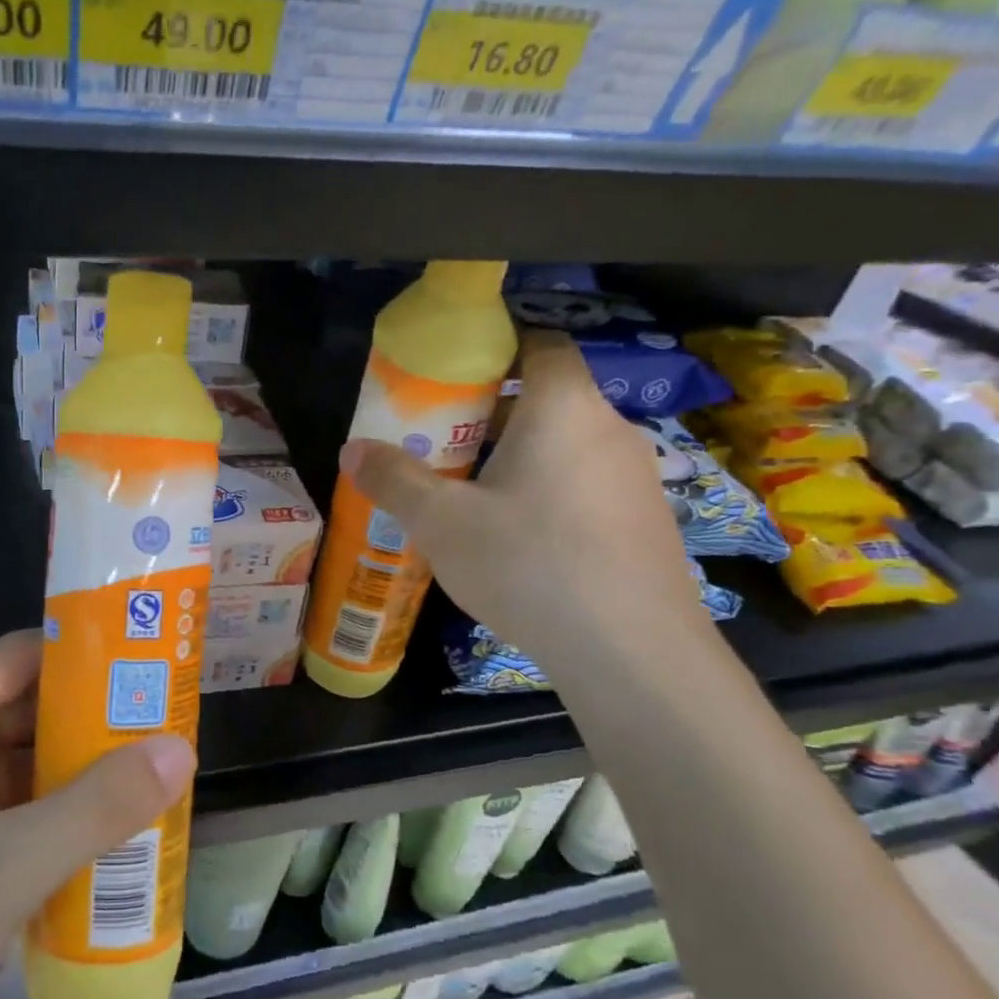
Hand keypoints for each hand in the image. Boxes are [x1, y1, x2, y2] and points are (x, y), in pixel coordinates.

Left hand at [0, 630, 194, 998]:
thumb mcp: (13, 861)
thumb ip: (101, 804)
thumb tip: (180, 749)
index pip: (24, 653)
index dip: (87, 653)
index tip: (147, 668)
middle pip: (21, 707)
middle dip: (89, 721)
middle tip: (159, 732)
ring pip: (8, 764)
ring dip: (68, 774)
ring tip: (140, 785)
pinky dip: (39, 817)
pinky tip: (85, 846)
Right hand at [341, 331, 700, 668]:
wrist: (632, 654)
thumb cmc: (529, 564)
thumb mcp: (441, 522)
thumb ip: (393, 479)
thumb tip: (351, 449)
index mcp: (564, 408)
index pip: (543, 344)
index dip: (499, 348)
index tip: (454, 375)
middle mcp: (610, 429)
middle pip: (548, 399)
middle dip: (493, 414)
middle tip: (442, 445)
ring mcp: (637, 478)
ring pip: (567, 447)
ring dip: (521, 458)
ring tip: (473, 497)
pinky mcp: (648, 523)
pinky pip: (587, 487)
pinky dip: (551, 494)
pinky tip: (522, 543)